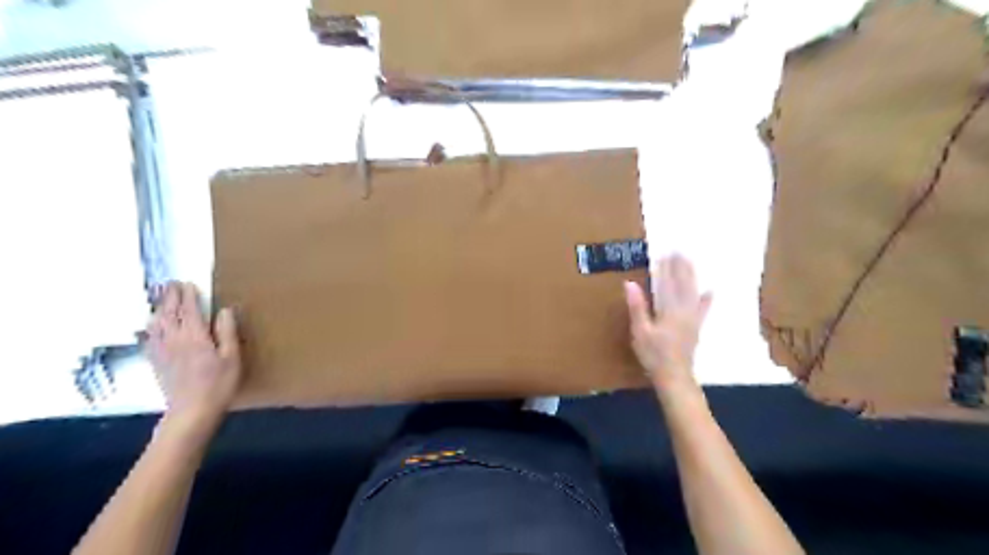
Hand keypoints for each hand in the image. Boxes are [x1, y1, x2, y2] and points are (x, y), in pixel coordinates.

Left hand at [145, 283, 241, 430]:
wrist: (191, 412)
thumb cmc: (218, 384)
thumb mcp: (232, 357)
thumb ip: (226, 332)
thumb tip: (224, 310)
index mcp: (195, 336)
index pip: (190, 310)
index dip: (188, 295)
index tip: (188, 283)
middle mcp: (174, 340)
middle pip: (169, 313)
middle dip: (170, 297)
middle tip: (171, 284)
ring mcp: (162, 351)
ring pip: (156, 324)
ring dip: (158, 309)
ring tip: (161, 299)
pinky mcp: (156, 362)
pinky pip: (149, 339)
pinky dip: (150, 327)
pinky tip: (151, 326)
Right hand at [624, 255, 711, 389]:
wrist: (674, 376)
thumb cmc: (653, 354)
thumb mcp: (640, 331)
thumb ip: (637, 306)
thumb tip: (630, 283)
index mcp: (670, 309)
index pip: (668, 283)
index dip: (667, 268)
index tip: (665, 253)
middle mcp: (684, 310)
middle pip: (684, 284)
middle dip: (681, 267)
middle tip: (679, 251)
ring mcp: (693, 318)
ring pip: (694, 292)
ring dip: (691, 276)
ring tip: (689, 262)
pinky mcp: (696, 327)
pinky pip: (703, 309)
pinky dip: (706, 299)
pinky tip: (710, 291)